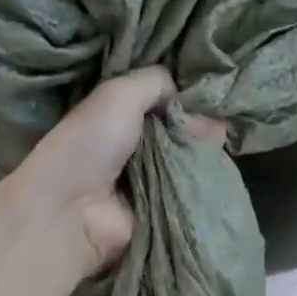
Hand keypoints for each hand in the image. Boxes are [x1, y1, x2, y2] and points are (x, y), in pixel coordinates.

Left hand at [0, 67, 223, 276]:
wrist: (72, 210)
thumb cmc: (90, 144)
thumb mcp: (120, 94)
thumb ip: (156, 82)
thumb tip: (189, 95)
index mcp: (118, 119)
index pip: (161, 104)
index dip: (186, 99)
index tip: (212, 94)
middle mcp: (133, 150)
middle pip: (178, 135)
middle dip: (200, 127)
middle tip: (221, 122)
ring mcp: (148, 184)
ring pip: (188, 164)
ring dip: (205, 155)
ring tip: (223, 143)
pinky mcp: (160, 214)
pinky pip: (190, 195)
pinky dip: (204, 185)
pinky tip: (219, 171)